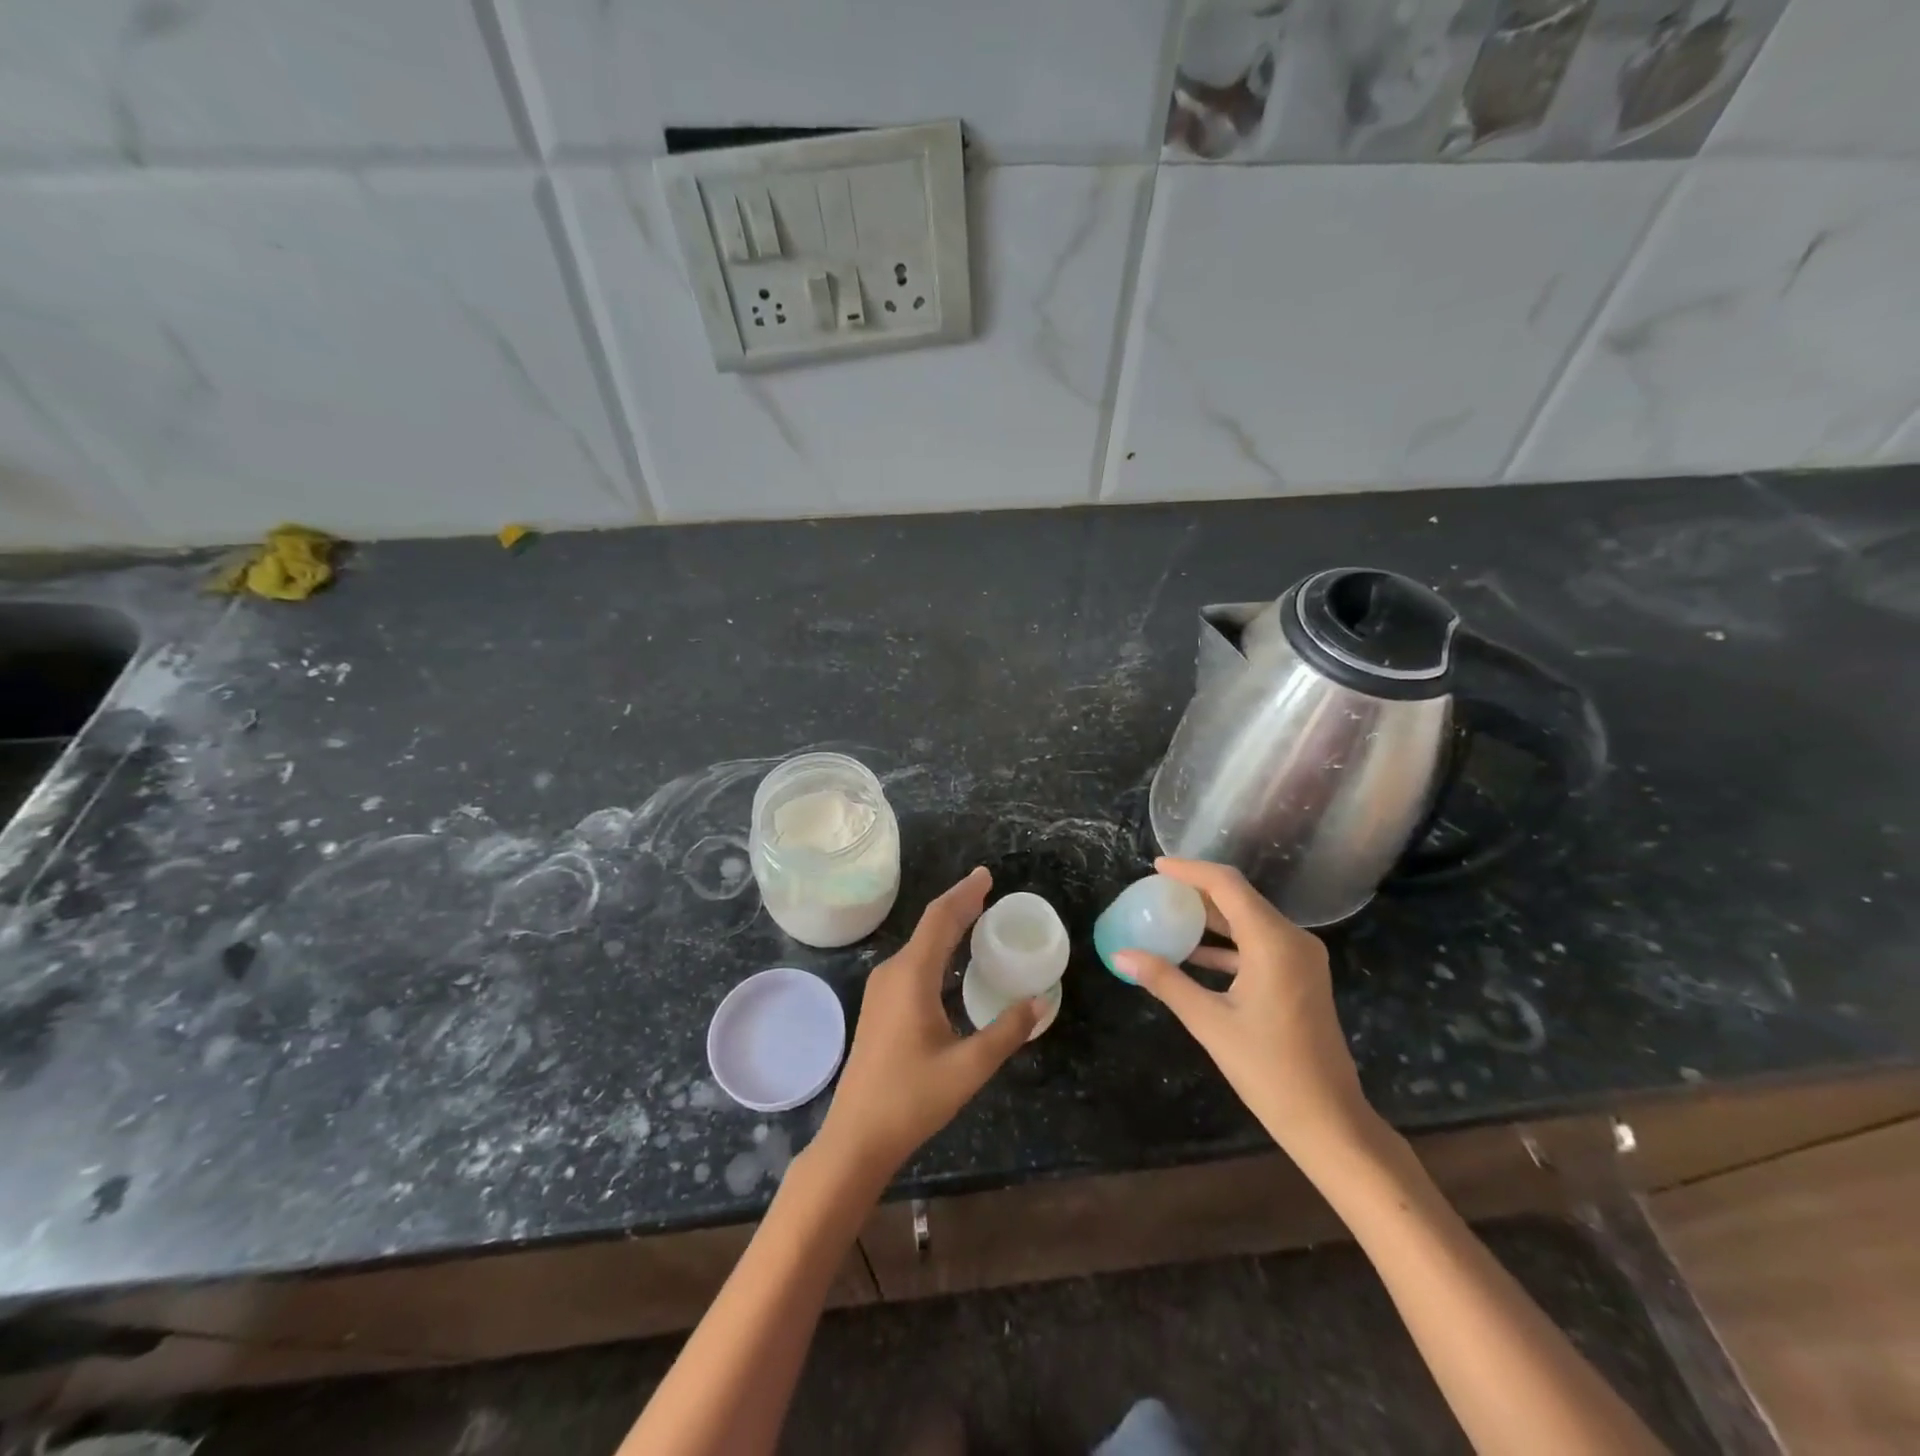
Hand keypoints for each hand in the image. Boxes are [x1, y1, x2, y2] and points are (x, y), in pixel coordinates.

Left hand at [813, 867, 1041, 1186]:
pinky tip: (951, 958)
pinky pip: (913, 961)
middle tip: (988, 888)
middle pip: (929, 926)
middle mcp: (893, 973)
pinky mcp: (880, 1006)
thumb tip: (1037, 1002)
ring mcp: (882, 989)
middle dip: (959, 904)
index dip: (964, 894)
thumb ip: (1006, 1032)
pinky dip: (937, 947)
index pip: (941, 919)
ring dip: (947, 926)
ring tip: (976, 915)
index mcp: (912, 977)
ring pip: (920, 944)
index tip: (986, 875)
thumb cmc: (911, 1099)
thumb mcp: (969, 1067)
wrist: (856, 1136)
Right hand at [1112, 858, 1377, 1165]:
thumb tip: (1121, 955)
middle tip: (1157, 892)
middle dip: (1197, 892)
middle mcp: (1293, 940)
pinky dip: (1226, 944)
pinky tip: (1194, 954)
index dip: (1190, 871)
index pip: (1227, 885)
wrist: (1329, 1121)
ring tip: (1169, 917)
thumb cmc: (1269, 1070)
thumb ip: (1165, 981)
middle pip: (1239, 898)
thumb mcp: (1209, 1022)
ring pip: (1249, 920)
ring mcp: (1301, 959)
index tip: (1156, 867)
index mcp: (1274, 942)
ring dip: (1211, 918)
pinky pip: (1258, 944)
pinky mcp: (1300, 977)